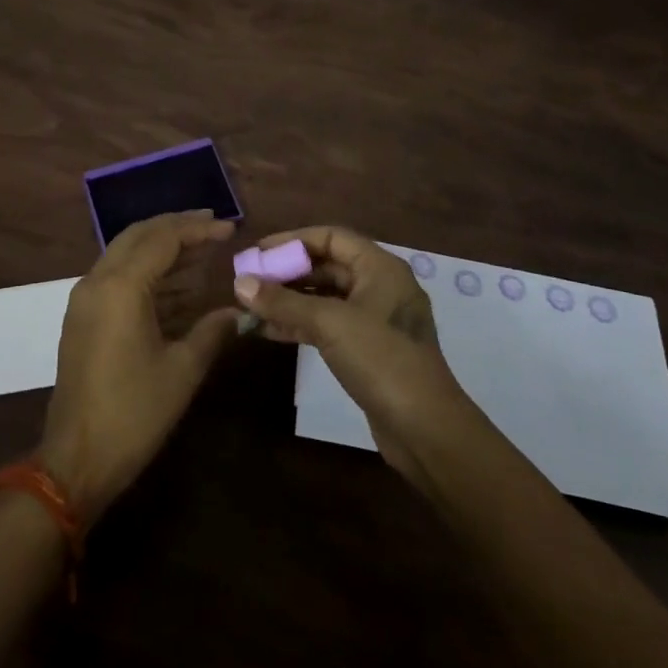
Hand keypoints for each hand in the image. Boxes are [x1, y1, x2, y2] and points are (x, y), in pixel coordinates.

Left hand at [38, 211, 240, 523]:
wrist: (76, 460)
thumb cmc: (133, 413)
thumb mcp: (182, 371)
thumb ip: (212, 331)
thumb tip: (239, 311)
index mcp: (121, 287)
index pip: (163, 238)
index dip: (199, 229)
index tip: (230, 228)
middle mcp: (97, 281)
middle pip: (139, 235)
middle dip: (177, 227)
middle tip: (213, 226)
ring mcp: (85, 298)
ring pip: (125, 254)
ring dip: (161, 249)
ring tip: (202, 252)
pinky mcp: (82, 317)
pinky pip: (116, 276)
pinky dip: (146, 272)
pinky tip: (177, 285)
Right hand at [234, 226, 477, 485]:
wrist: (426, 430)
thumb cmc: (382, 360)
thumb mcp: (330, 324)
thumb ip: (283, 302)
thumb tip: (240, 283)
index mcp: (380, 267)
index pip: (330, 237)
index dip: (292, 241)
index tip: (258, 252)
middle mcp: (379, 286)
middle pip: (326, 267)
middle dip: (286, 273)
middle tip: (249, 281)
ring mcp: (375, 320)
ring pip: (324, 299)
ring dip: (288, 302)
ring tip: (250, 307)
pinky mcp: (368, 350)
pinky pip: (328, 325)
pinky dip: (300, 325)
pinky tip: (268, 331)